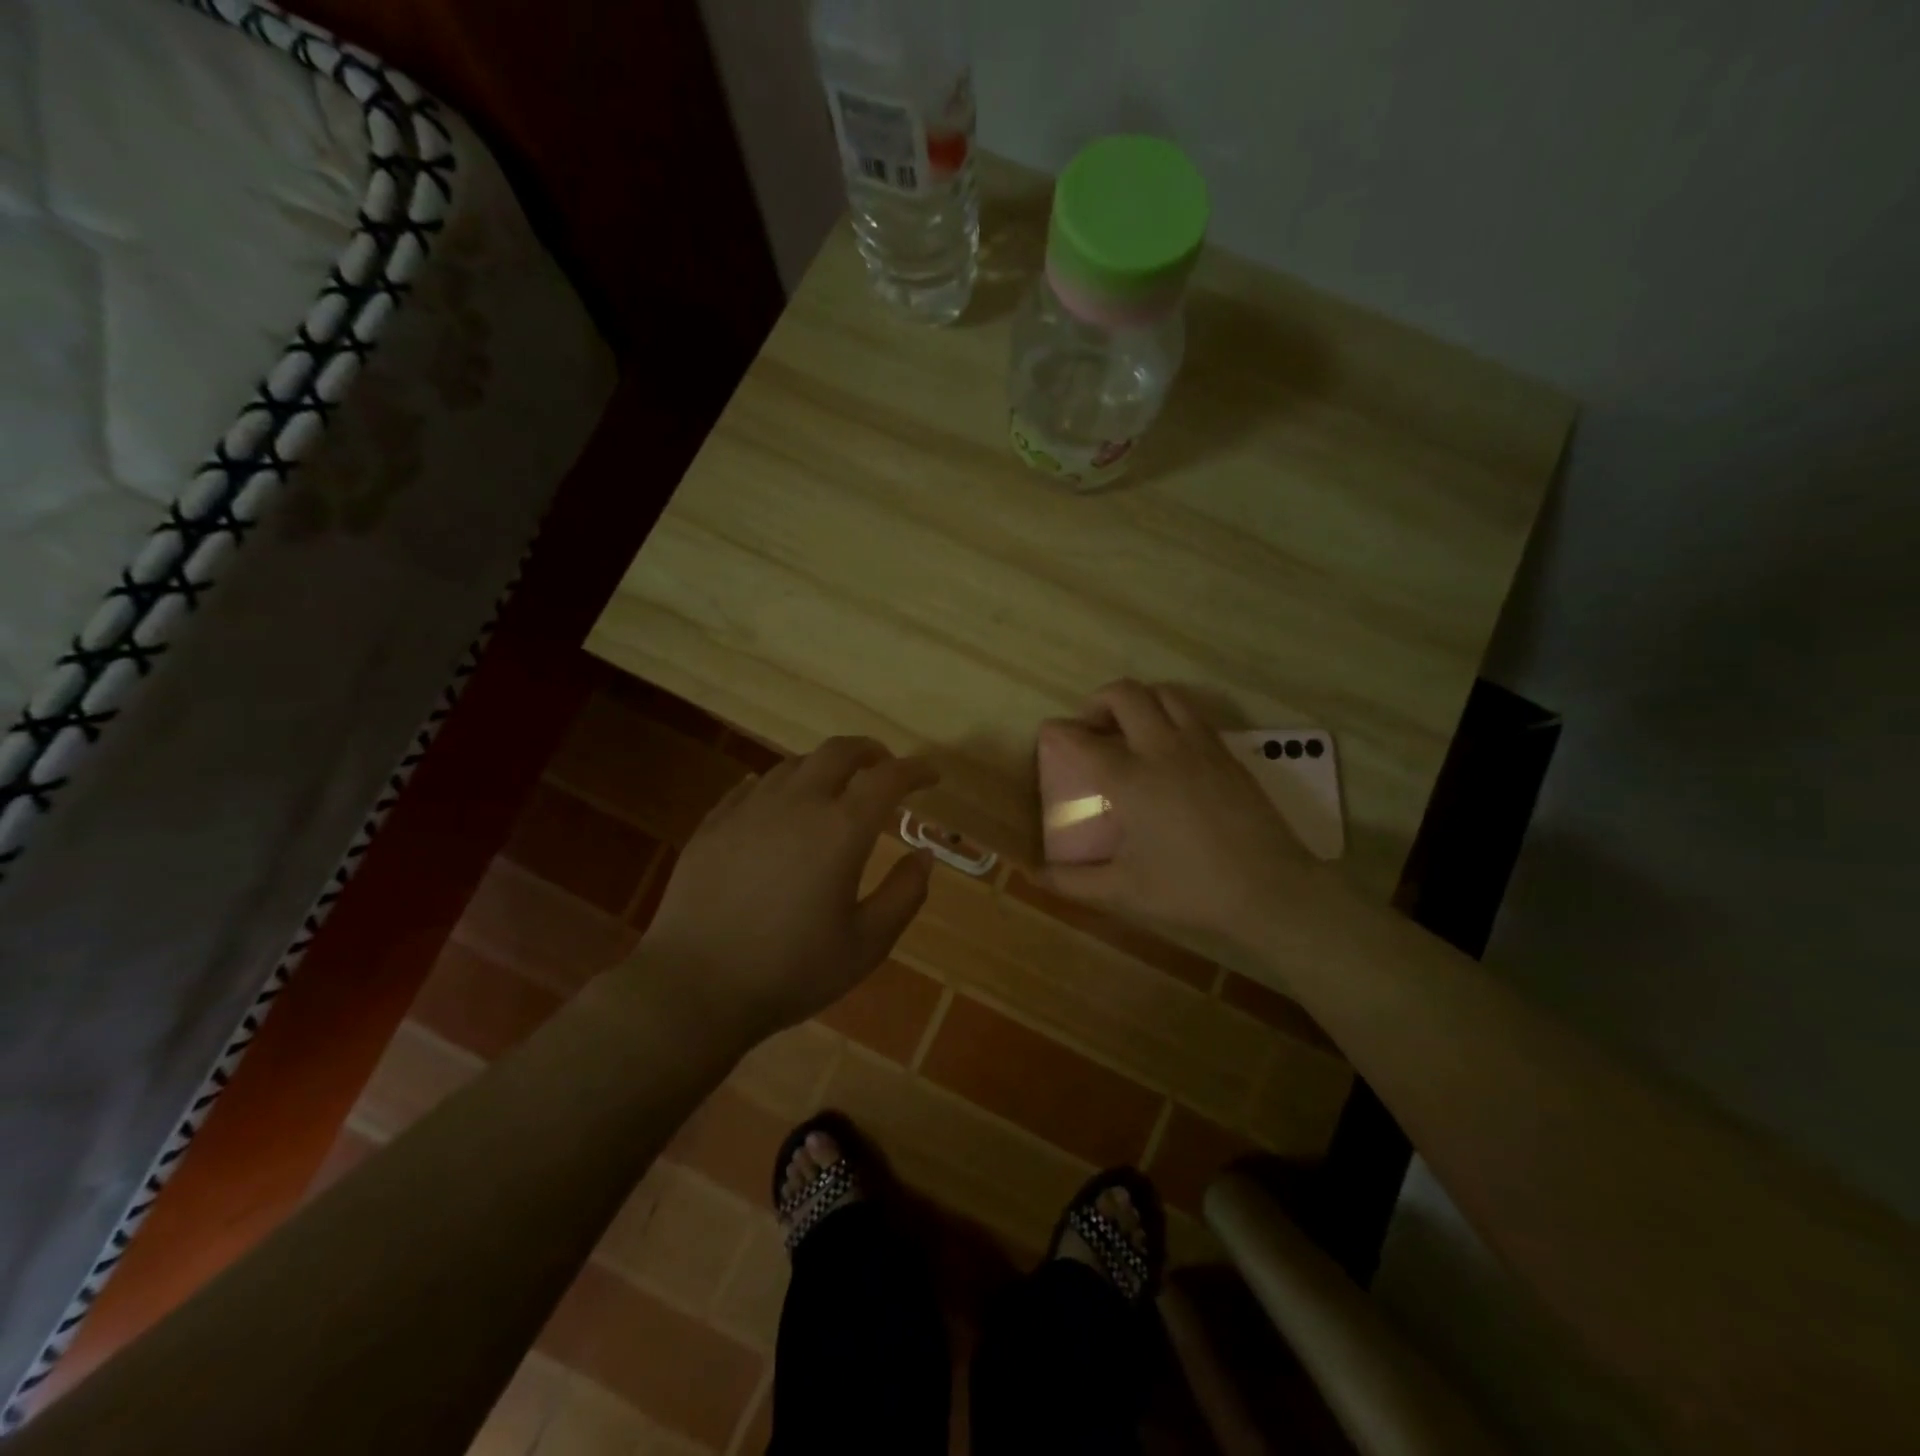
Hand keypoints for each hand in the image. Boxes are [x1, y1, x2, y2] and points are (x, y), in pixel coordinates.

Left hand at [633, 737, 936, 1043]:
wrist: (694, 988)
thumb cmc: (791, 970)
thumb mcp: (866, 944)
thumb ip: (904, 895)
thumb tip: (923, 855)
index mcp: (841, 829)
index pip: (888, 778)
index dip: (915, 770)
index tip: (931, 776)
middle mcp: (797, 803)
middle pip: (838, 752)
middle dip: (870, 752)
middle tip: (884, 767)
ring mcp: (749, 809)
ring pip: (794, 764)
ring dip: (824, 767)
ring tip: (834, 788)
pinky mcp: (714, 824)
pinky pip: (752, 786)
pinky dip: (779, 786)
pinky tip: (778, 804)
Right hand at [1037, 680, 1310, 942]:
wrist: (1269, 888)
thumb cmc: (1190, 888)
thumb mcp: (1124, 891)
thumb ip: (1074, 882)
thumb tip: (1038, 876)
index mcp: (1130, 779)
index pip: (1082, 739)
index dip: (1058, 731)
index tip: (1048, 733)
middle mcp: (1162, 749)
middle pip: (1125, 694)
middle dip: (1098, 701)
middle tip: (1092, 728)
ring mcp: (1200, 745)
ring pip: (1164, 693)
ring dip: (1139, 701)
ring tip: (1130, 729)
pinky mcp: (1226, 753)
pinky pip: (1192, 713)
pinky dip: (1170, 715)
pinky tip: (1169, 749)